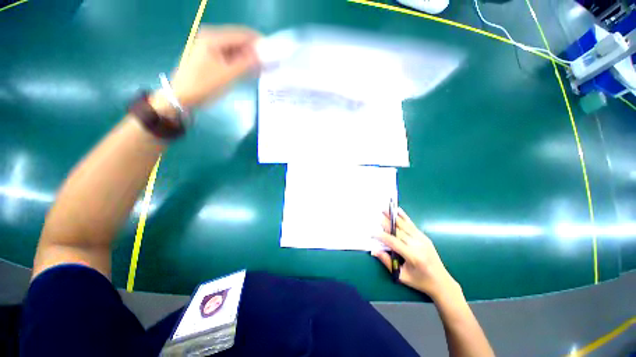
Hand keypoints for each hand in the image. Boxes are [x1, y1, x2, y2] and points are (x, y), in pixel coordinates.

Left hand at [158, 26, 260, 109]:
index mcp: (213, 37)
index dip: (258, 42)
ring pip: (235, 49)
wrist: (182, 96)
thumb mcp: (227, 75)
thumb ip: (247, 64)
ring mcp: (209, 46)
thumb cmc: (203, 85)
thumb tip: (263, 56)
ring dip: (248, 58)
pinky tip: (248, 70)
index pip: (242, 34)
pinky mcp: (210, 56)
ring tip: (261, 68)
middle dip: (254, 51)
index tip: (272, 52)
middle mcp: (211, 37)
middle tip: (267, 63)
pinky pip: (229, 55)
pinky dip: (240, 62)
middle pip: (238, 40)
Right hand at [373, 208, 459, 300]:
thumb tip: (374, 251)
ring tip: (385, 209)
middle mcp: (418, 245)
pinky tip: (398, 210)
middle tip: (376, 216)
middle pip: (398, 231)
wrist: (442, 282)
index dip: (382, 237)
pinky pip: (412, 225)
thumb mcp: (402, 276)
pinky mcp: (424, 237)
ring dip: (394, 216)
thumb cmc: (420, 281)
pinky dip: (404, 217)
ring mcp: (422, 239)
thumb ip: (387, 262)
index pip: (394, 243)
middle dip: (386, 223)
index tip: (372, 233)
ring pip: (405, 225)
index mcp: (413, 256)